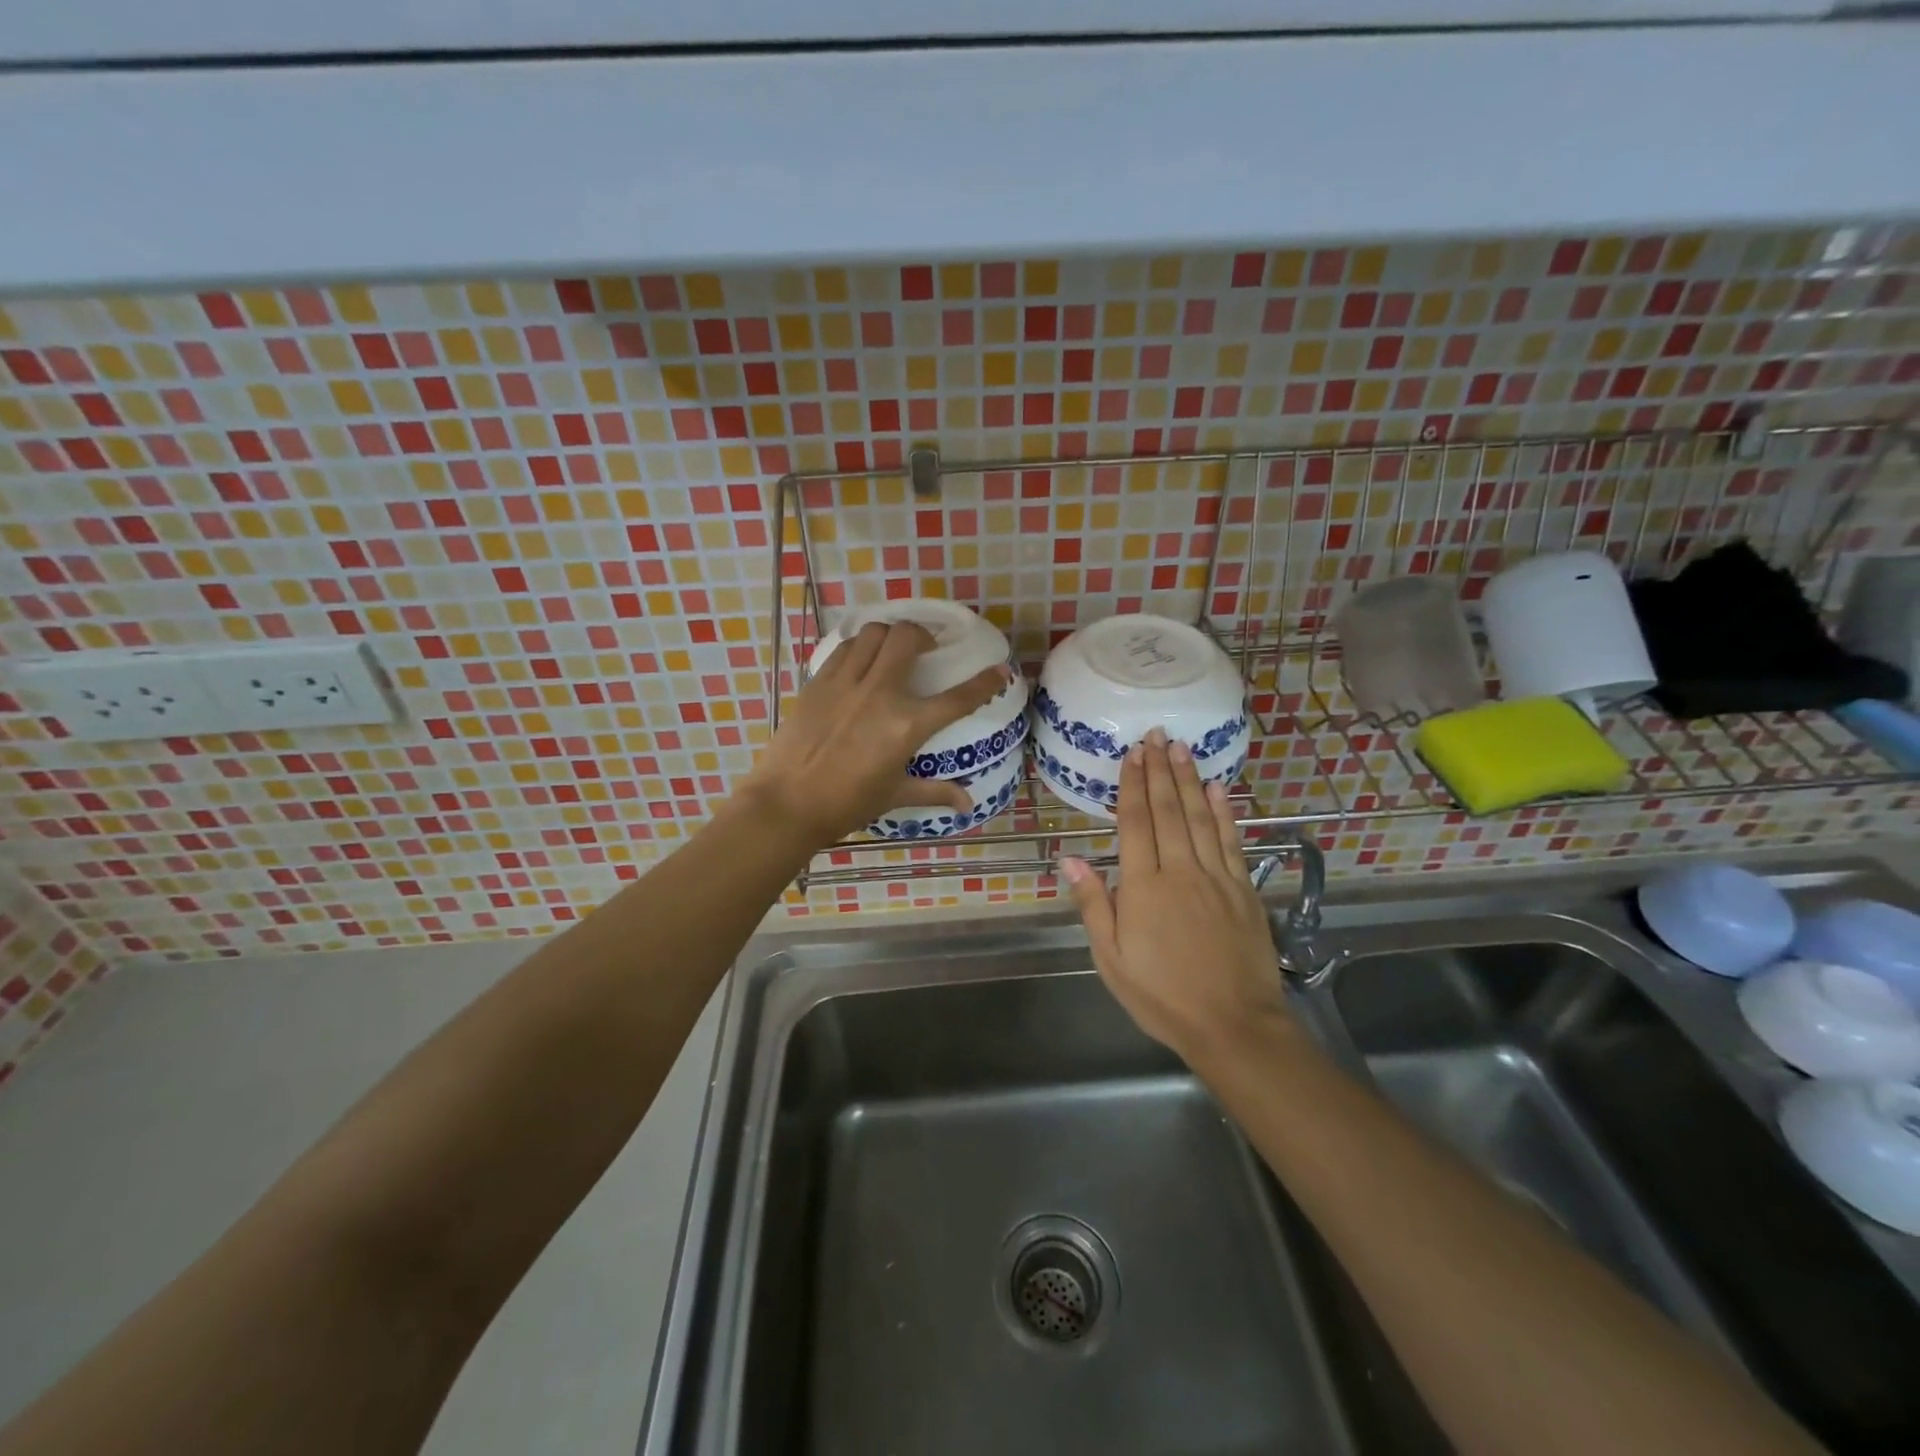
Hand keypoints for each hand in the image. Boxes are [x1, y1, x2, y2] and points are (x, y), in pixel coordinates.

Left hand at [741, 620, 1008, 849]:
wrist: (786, 804)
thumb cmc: (846, 804)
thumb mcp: (894, 796)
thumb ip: (934, 792)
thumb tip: (968, 804)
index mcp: (906, 725)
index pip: (957, 698)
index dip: (984, 682)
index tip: (999, 670)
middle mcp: (880, 693)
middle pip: (908, 638)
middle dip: (924, 635)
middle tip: (925, 650)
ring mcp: (846, 683)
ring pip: (874, 633)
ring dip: (889, 635)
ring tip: (890, 651)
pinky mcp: (818, 682)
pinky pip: (844, 648)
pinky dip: (858, 647)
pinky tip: (859, 662)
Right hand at [1061, 730, 1289, 1063]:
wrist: (1233, 1024)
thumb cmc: (1161, 995)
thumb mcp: (1111, 959)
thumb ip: (1093, 905)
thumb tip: (1070, 858)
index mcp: (1143, 887)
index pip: (1136, 823)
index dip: (1133, 785)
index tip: (1132, 754)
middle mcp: (1180, 871)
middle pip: (1168, 811)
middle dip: (1160, 770)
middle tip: (1156, 734)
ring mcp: (1216, 877)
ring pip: (1199, 817)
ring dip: (1189, 780)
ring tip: (1182, 748)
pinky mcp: (1243, 889)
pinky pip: (1231, 841)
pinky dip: (1224, 812)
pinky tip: (1218, 789)